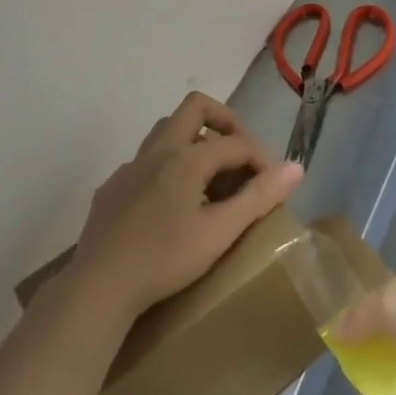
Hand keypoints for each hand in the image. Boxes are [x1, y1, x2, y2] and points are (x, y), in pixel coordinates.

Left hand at [65, 92, 303, 322]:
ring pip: (166, 130)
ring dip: (193, 139)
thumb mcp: (219, 232)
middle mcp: (158, 150)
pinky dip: (167, 167)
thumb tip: (296, 168)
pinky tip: (170, 202)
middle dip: (225, 121)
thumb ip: (258, 197)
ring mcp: (130, 166)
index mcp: (186, 157)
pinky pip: (146, 161)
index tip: (275, 184)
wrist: (99, 287)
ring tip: (210, 174)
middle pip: (195, 107)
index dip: (261, 158)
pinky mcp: (112, 187)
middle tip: (240, 152)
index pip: (236, 143)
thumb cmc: (165, 259)